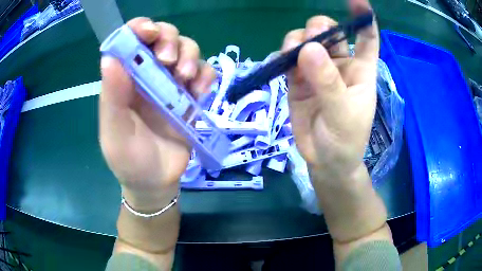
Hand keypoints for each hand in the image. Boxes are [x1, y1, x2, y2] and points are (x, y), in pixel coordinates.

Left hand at [99, 18, 214, 208]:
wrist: (156, 182)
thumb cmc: (129, 160)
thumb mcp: (115, 132)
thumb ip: (112, 97)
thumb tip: (110, 58)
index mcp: (124, 78)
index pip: (131, 39)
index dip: (140, 28)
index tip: (150, 33)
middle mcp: (147, 74)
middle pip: (163, 35)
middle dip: (169, 39)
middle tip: (168, 62)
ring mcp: (171, 83)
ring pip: (186, 48)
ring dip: (189, 56)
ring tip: (185, 79)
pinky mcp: (190, 96)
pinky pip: (204, 72)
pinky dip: (205, 75)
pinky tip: (201, 91)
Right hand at [282, 0, 378, 179]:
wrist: (324, 161)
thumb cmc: (345, 140)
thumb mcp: (343, 113)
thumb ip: (328, 82)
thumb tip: (308, 48)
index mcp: (361, 69)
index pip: (366, 37)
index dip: (364, 17)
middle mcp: (339, 64)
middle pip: (329, 33)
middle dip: (319, 28)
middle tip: (311, 38)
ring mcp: (317, 71)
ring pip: (305, 42)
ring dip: (298, 40)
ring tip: (293, 53)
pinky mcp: (298, 80)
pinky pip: (289, 60)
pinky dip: (283, 56)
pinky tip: (282, 60)